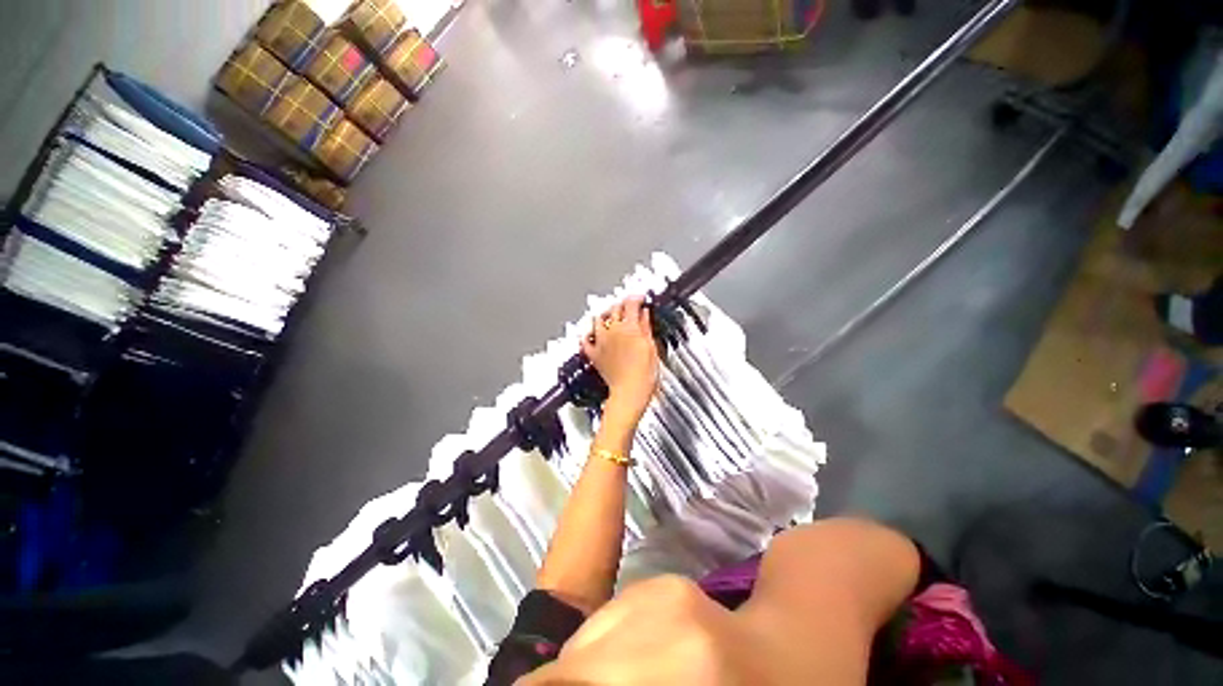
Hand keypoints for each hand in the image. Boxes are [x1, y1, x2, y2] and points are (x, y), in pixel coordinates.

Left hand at [582, 296, 658, 422]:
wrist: (630, 393)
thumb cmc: (644, 375)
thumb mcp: (651, 348)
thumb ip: (646, 327)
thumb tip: (645, 314)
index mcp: (629, 328)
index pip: (631, 304)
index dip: (636, 297)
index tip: (641, 298)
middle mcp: (612, 331)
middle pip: (614, 309)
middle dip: (622, 304)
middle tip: (629, 305)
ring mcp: (601, 343)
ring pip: (597, 320)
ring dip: (604, 314)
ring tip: (610, 314)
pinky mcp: (594, 355)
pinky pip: (585, 341)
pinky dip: (587, 335)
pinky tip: (590, 333)